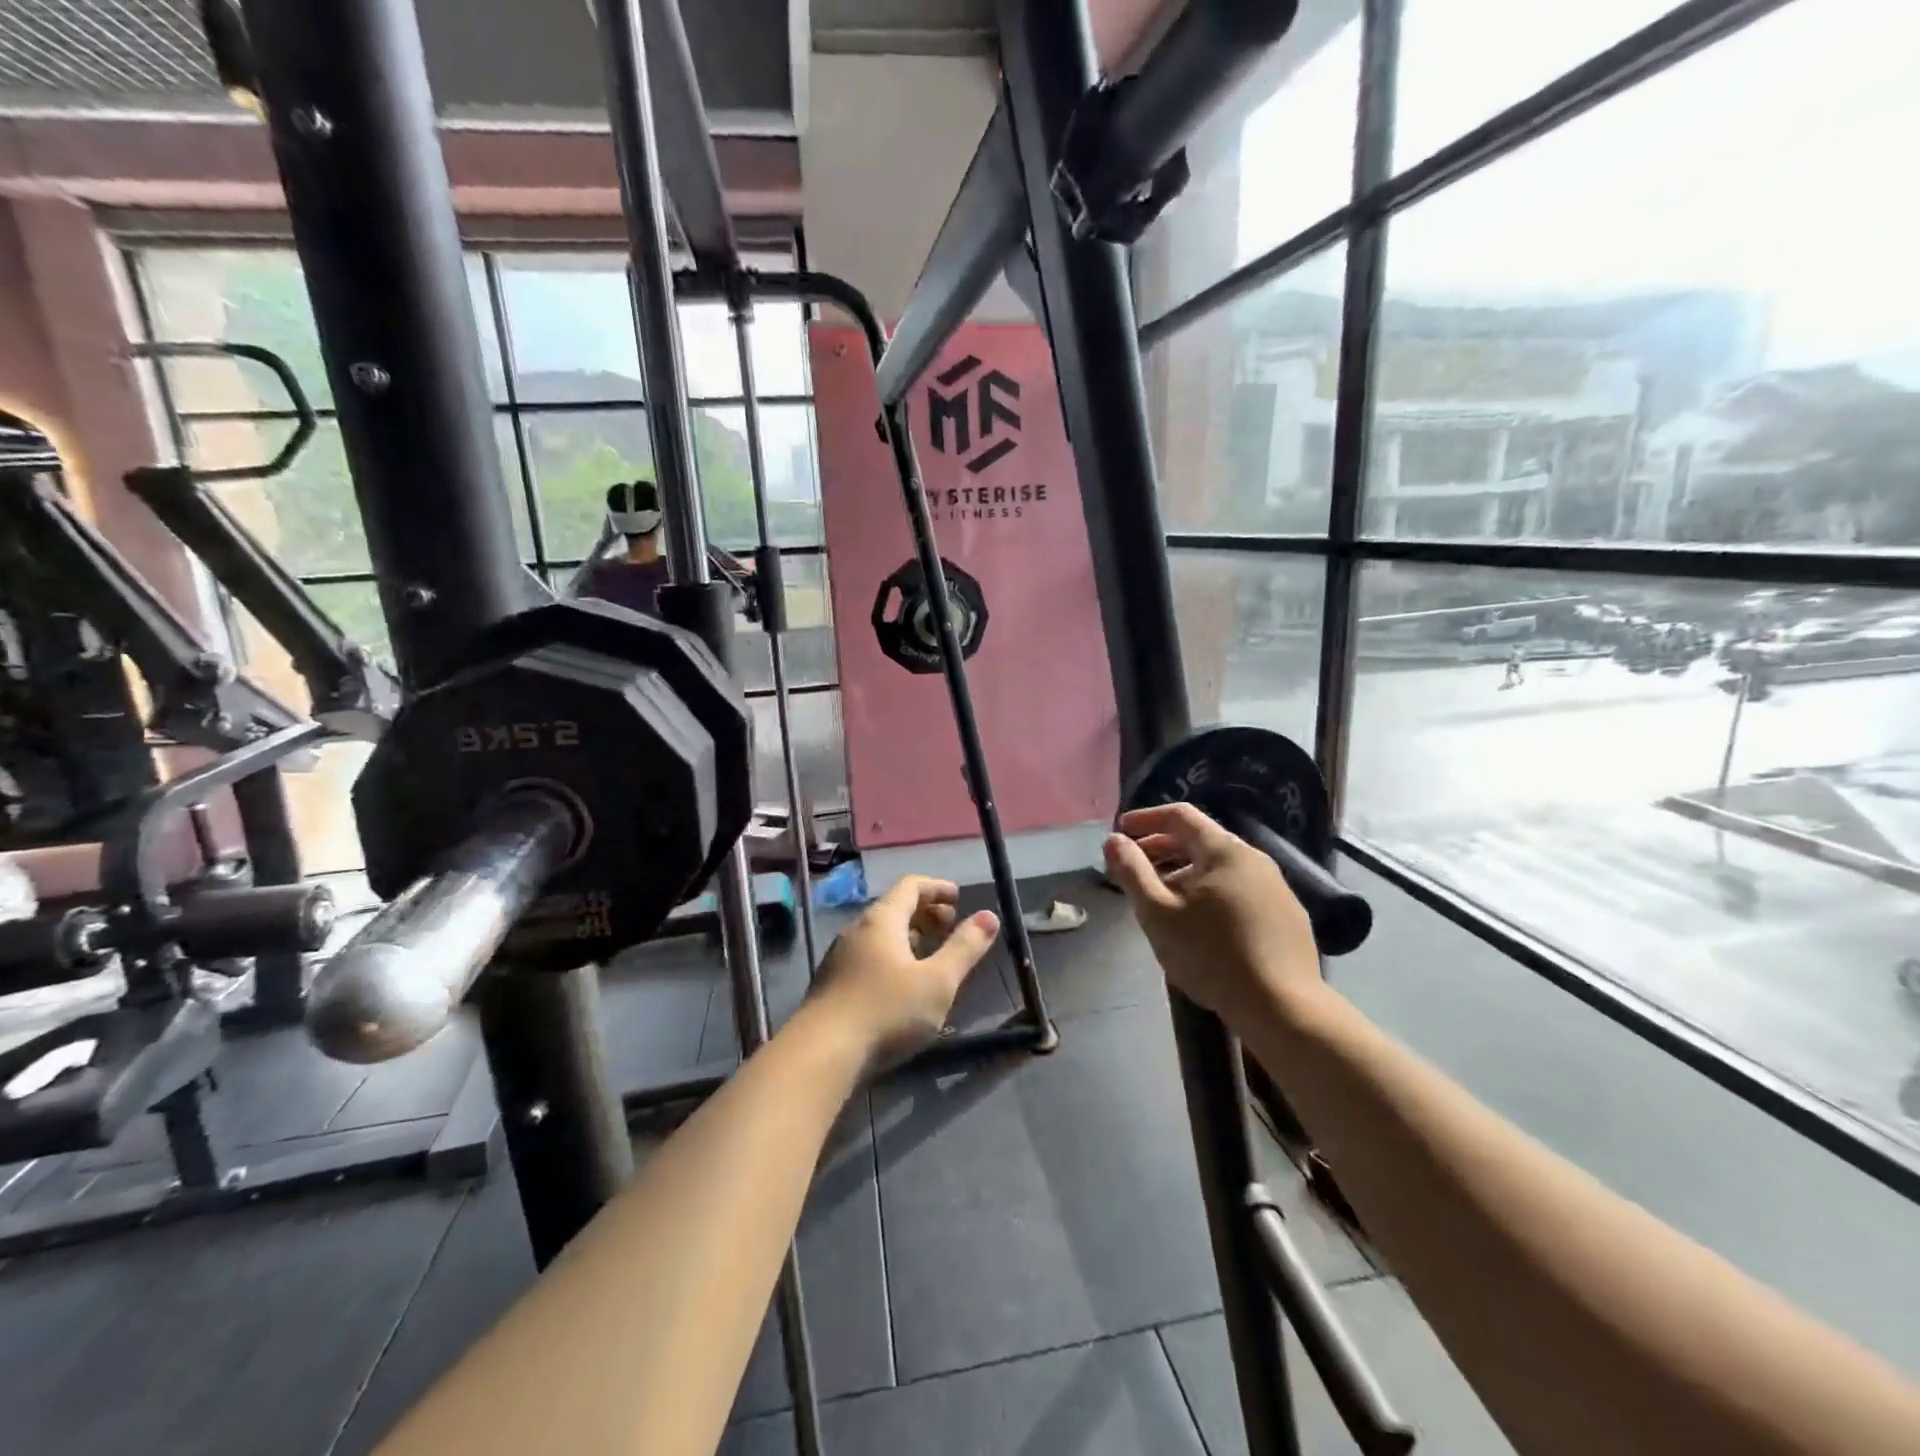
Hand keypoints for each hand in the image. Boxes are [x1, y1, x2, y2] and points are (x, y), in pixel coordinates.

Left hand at [808, 876, 999, 1071]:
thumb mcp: (938, 981)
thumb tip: (989, 916)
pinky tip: (902, 984)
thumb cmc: (887, 1011)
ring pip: (880, 935)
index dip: (937, 888)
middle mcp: (857, 930)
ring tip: (931, 955)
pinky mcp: (832, 984)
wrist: (821, 1054)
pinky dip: (892, 957)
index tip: (958, 898)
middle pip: (894, 908)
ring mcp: (840, 957)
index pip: (911, 886)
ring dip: (909, 937)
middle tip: (950, 926)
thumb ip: (965, 948)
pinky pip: (869, 956)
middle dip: (925, 912)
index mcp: (882, 920)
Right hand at [1103, 803, 1321, 1026]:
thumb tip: (1114, 840)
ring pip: (1221, 868)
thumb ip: (1132, 871)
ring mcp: (1277, 888)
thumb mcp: (1157, 913)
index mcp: (1224, 850)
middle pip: (1201, 840)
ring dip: (1186, 873)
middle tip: (1135, 866)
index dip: (1146, 819)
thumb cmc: (1211, 954)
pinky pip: (1241, 891)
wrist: (1283, 1008)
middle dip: (1163, 848)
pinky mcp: (1288, 917)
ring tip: (1163, 897)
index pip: (1181, 816)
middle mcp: (1255, 859)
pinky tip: (1202, 923)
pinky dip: (1212, 893)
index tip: (1122, 830)